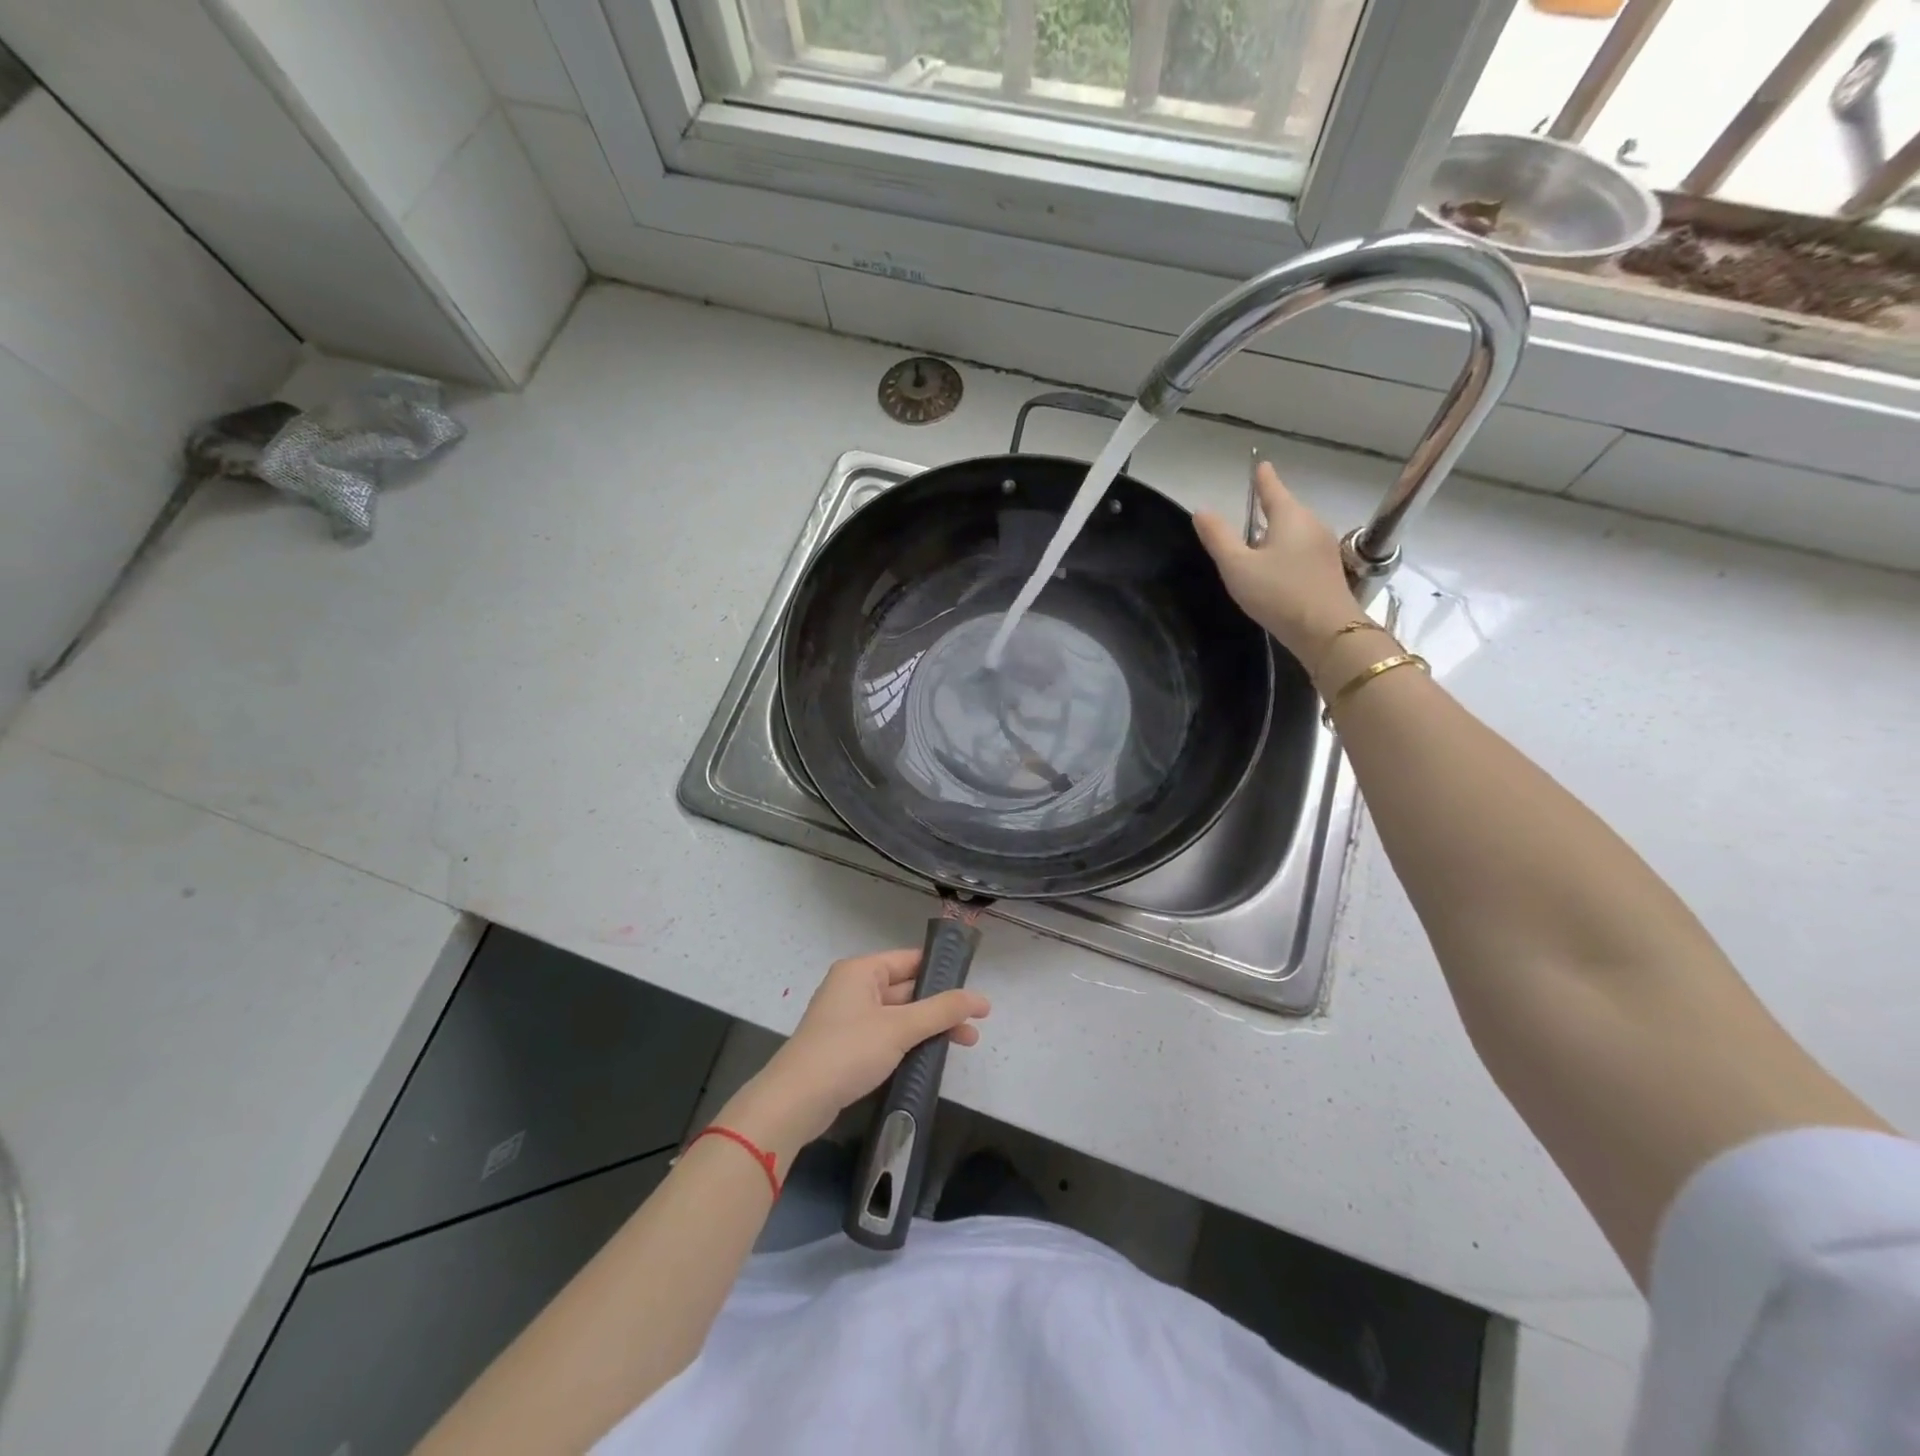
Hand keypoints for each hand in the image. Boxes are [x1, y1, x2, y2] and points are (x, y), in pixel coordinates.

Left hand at [720, 949, 989, 1156]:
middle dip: (940, 1006)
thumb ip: (941, 1011)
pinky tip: (932, 1058)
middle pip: (906, 989)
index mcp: (861, 971)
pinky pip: (886, 1036)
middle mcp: (853, 988)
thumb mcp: (899, 1028)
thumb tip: (980, 998)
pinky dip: (909, 1043)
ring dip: (928, 1027)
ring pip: (898, 1015)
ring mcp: (848, 1018)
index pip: (910, 960)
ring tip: (965, 1043)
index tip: (973, 987)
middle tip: (975, 1023)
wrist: (795, 1102)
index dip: (943, 972)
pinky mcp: (846, 1047)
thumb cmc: (847, 1052)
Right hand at [1193, 463, 1362, 666]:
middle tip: (1249, 509)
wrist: (1327, 631)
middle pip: (1286, 509)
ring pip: (1295, 531)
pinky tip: (1277, 567)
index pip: (1272, 488)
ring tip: (1258, 542)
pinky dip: (1287, 550)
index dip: (1262, 478)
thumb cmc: (1278, 593)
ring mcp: (1324, 547)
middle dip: (1268, 508)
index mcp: (1290, 516)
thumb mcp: (1237, 566)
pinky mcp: (1328, 570)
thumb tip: (1201, 510)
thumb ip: (1218, 537)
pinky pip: (1302, 550)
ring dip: (1277, 532)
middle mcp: (1311, 524)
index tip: (1260, 465)